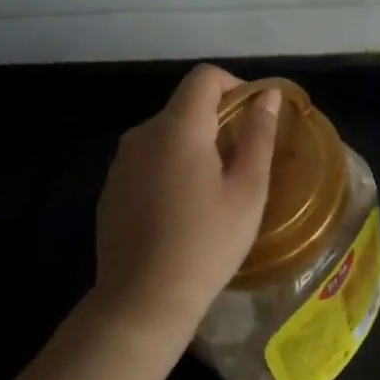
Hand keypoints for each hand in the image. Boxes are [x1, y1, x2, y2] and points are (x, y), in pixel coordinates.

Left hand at [91, 64, 279, 352]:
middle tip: (243, 160)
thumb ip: (259, 135)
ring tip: (216, 188)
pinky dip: (171, 165)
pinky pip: (148, 158)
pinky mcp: (112, 188)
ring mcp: (122, 162)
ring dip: (195, 144)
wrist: (142, 301)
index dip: (235, 86)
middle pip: (186, 105)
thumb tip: (267, 96)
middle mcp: (143, 134)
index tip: (254, 117)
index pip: (204, 77)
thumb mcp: (248, 190)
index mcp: (178, 128)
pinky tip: (183, 208)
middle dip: (218, 119)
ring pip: (167, 132)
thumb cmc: (207, 243)